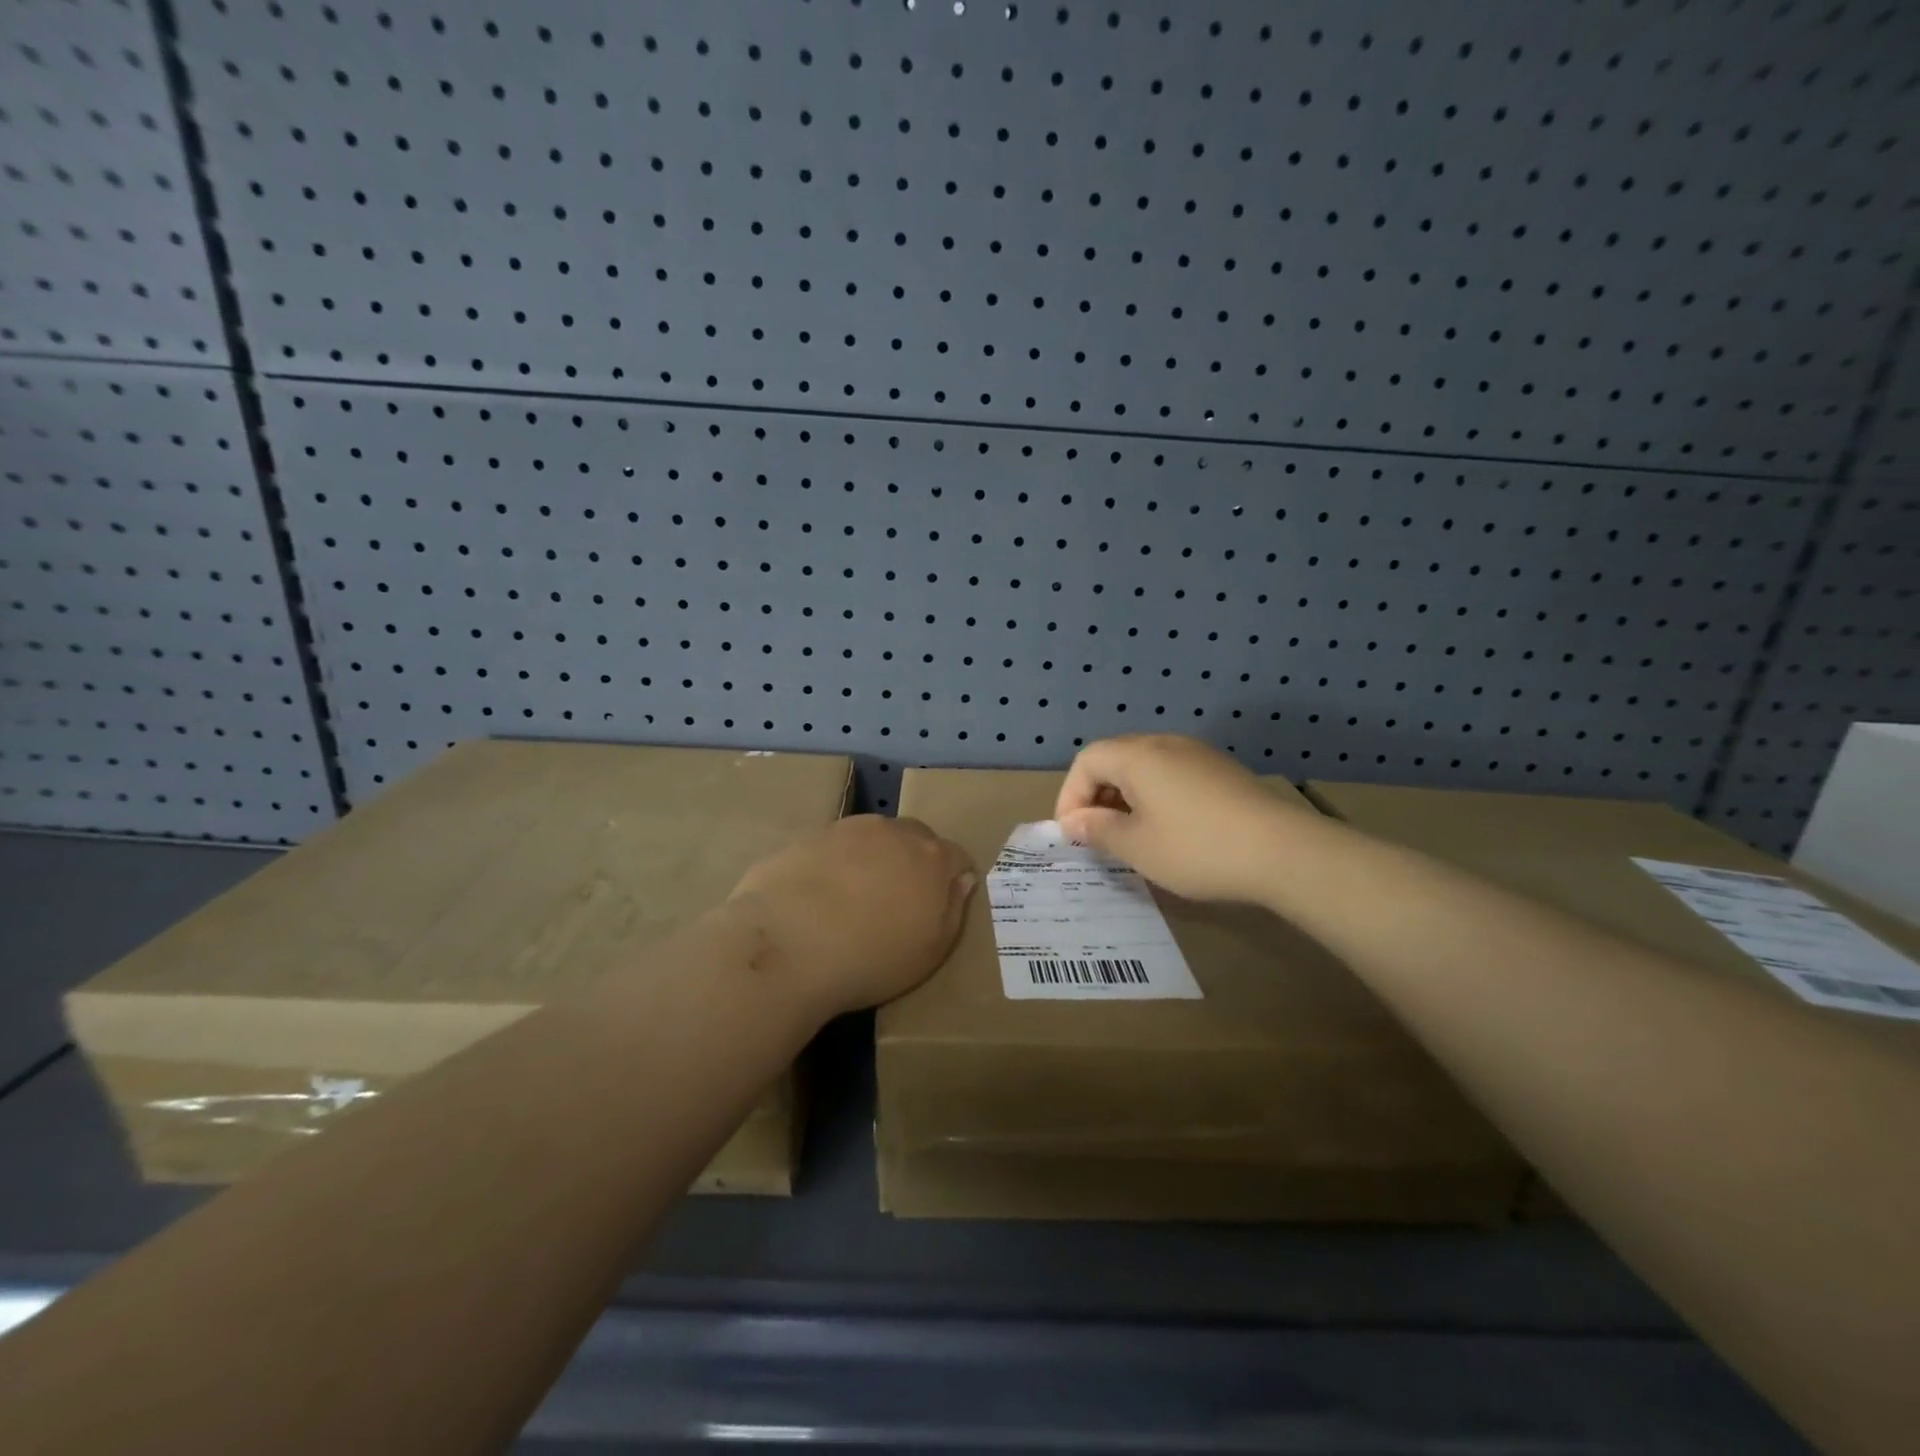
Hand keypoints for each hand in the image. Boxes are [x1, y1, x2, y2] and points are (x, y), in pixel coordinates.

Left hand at [728, 815, 976, 1016]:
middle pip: (915, 838)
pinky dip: (832, 864)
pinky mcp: (807, 836)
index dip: (950, 880)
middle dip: (912, 862)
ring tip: (851, 899)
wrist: (788, 947)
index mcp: (931, 858)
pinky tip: (816, 897)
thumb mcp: (930, 951)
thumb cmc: (871, 959)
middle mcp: (893, 831)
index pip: (956, 857)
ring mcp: (847, 829)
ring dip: (871, 858)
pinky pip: (832, 846)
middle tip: (895, 901)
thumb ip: (953, 909)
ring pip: (871, 837)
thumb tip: (961, 879)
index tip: (937, 906)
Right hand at [1055, 735, 1300, 904]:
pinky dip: (1156, 797)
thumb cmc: (1197, 848)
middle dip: (1097, 795)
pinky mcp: (1222, 771)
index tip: (1073, 834)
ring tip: (1130, 835)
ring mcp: (1197, 754)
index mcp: (1137, 756)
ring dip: (1126, 797)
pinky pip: (1172, 775)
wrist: (1284, 851)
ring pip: (1145, 767)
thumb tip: (1074, 821)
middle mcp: (1165, 743)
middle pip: (1114, 758)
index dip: (1070, 796)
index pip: (1086, 761)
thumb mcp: (1137, 847)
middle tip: (1097, 835)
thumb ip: (1098, 830)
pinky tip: (1169, 830)